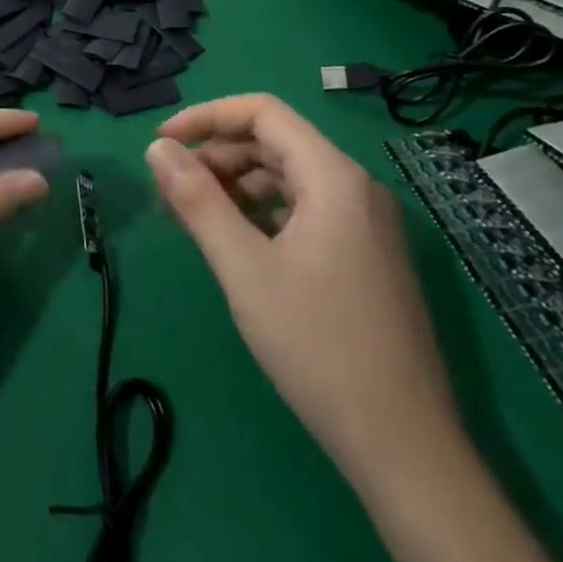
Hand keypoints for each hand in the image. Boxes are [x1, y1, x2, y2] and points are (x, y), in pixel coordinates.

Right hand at [145, 94, 459, 486]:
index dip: (206, 117)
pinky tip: (232, 242)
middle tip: (169, 189)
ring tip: (190, 215)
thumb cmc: (318, 347)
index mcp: (333, 177)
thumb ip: (197, 200)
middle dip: (216, 156)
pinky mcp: (364, 256)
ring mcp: (365, 224)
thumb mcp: (244, 269)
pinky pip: (303, 211)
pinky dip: (260, 213)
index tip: (162, 142)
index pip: (263, 112)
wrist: (405, 449)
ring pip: (287, 179)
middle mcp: (355, 188)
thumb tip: (157, 147)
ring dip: (235, 186)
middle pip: (274, 143)